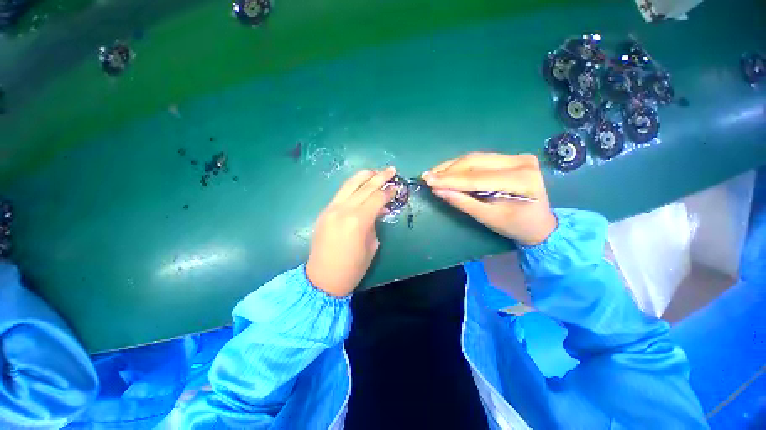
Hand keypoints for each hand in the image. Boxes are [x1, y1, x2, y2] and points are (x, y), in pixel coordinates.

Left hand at [306, 167, 397, 295]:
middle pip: (365, 187)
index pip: (377, 198)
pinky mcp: (325, 211)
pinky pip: (341, 193)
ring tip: (375, 171)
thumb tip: (378, 210)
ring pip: (349, 185)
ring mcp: (331, 208)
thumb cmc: (353, 267)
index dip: (389, 191)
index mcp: (358, 220)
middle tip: (391, 170)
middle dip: (380, 176)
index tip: (397, 187)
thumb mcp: (372, 245)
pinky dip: (352, 186)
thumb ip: (375, 223)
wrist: (323, 278)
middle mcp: (344, 210)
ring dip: (364, 176)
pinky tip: (360, 184)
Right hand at [422, 153, 556, 245]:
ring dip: (452, 166)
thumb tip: (438, 190)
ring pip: (476, 157)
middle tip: (428, 176)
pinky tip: (449, 171)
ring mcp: (517, 157)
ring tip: (435, 174)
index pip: (476, 178)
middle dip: (448, 170)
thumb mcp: (487, 218)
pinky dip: (462, 166)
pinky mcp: (512, 157)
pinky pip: (481, 159)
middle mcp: (521, 162)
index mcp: (519, 181)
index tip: (427, 180)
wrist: (540, 223)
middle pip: (475, 162)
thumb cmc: (515, 225)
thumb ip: (463, 202)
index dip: (449, 179)